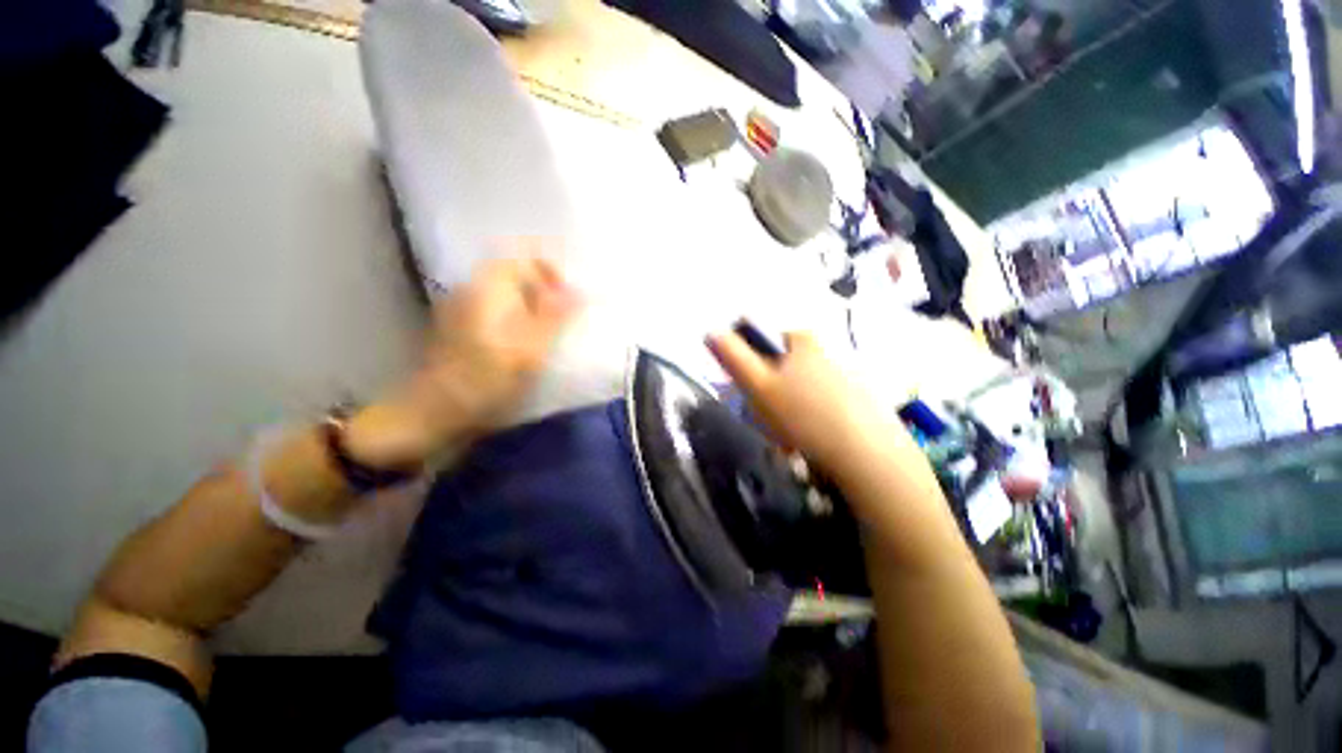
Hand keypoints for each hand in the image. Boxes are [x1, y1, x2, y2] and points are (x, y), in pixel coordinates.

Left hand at [348, 255, 581, 467]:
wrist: (431, 415)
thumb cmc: (484, 380)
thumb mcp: (528, 350)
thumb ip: (554, 318)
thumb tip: (578, 292)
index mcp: (487, 289)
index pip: (522, 260)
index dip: (551, 273)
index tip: (570, 299)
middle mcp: (471, 291)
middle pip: (515, 277)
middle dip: (544, 293)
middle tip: (565, 320)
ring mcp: (462, 311)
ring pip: (507, 297)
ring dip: (532, 309)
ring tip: (551, 333)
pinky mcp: (460, 332)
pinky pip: (497, 314)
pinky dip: (517, 322)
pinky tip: (527, 345)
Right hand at [706, 330, 903, 476]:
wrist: (867, 456)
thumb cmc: (803, 415)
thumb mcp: (758, 385)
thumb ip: (732, 356)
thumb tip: (710, 331)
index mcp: (799, 340)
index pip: (759, 338)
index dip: (746, 362)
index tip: (747, 391)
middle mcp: (823, 350)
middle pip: (779, 366)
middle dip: (767, 392)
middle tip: (766, 421)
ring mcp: (843, 374)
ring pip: (798, 388)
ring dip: (785, 411)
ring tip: (788, 439)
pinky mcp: (858, 399)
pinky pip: (819, 405)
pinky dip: (808, 420)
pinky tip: (810, 442)